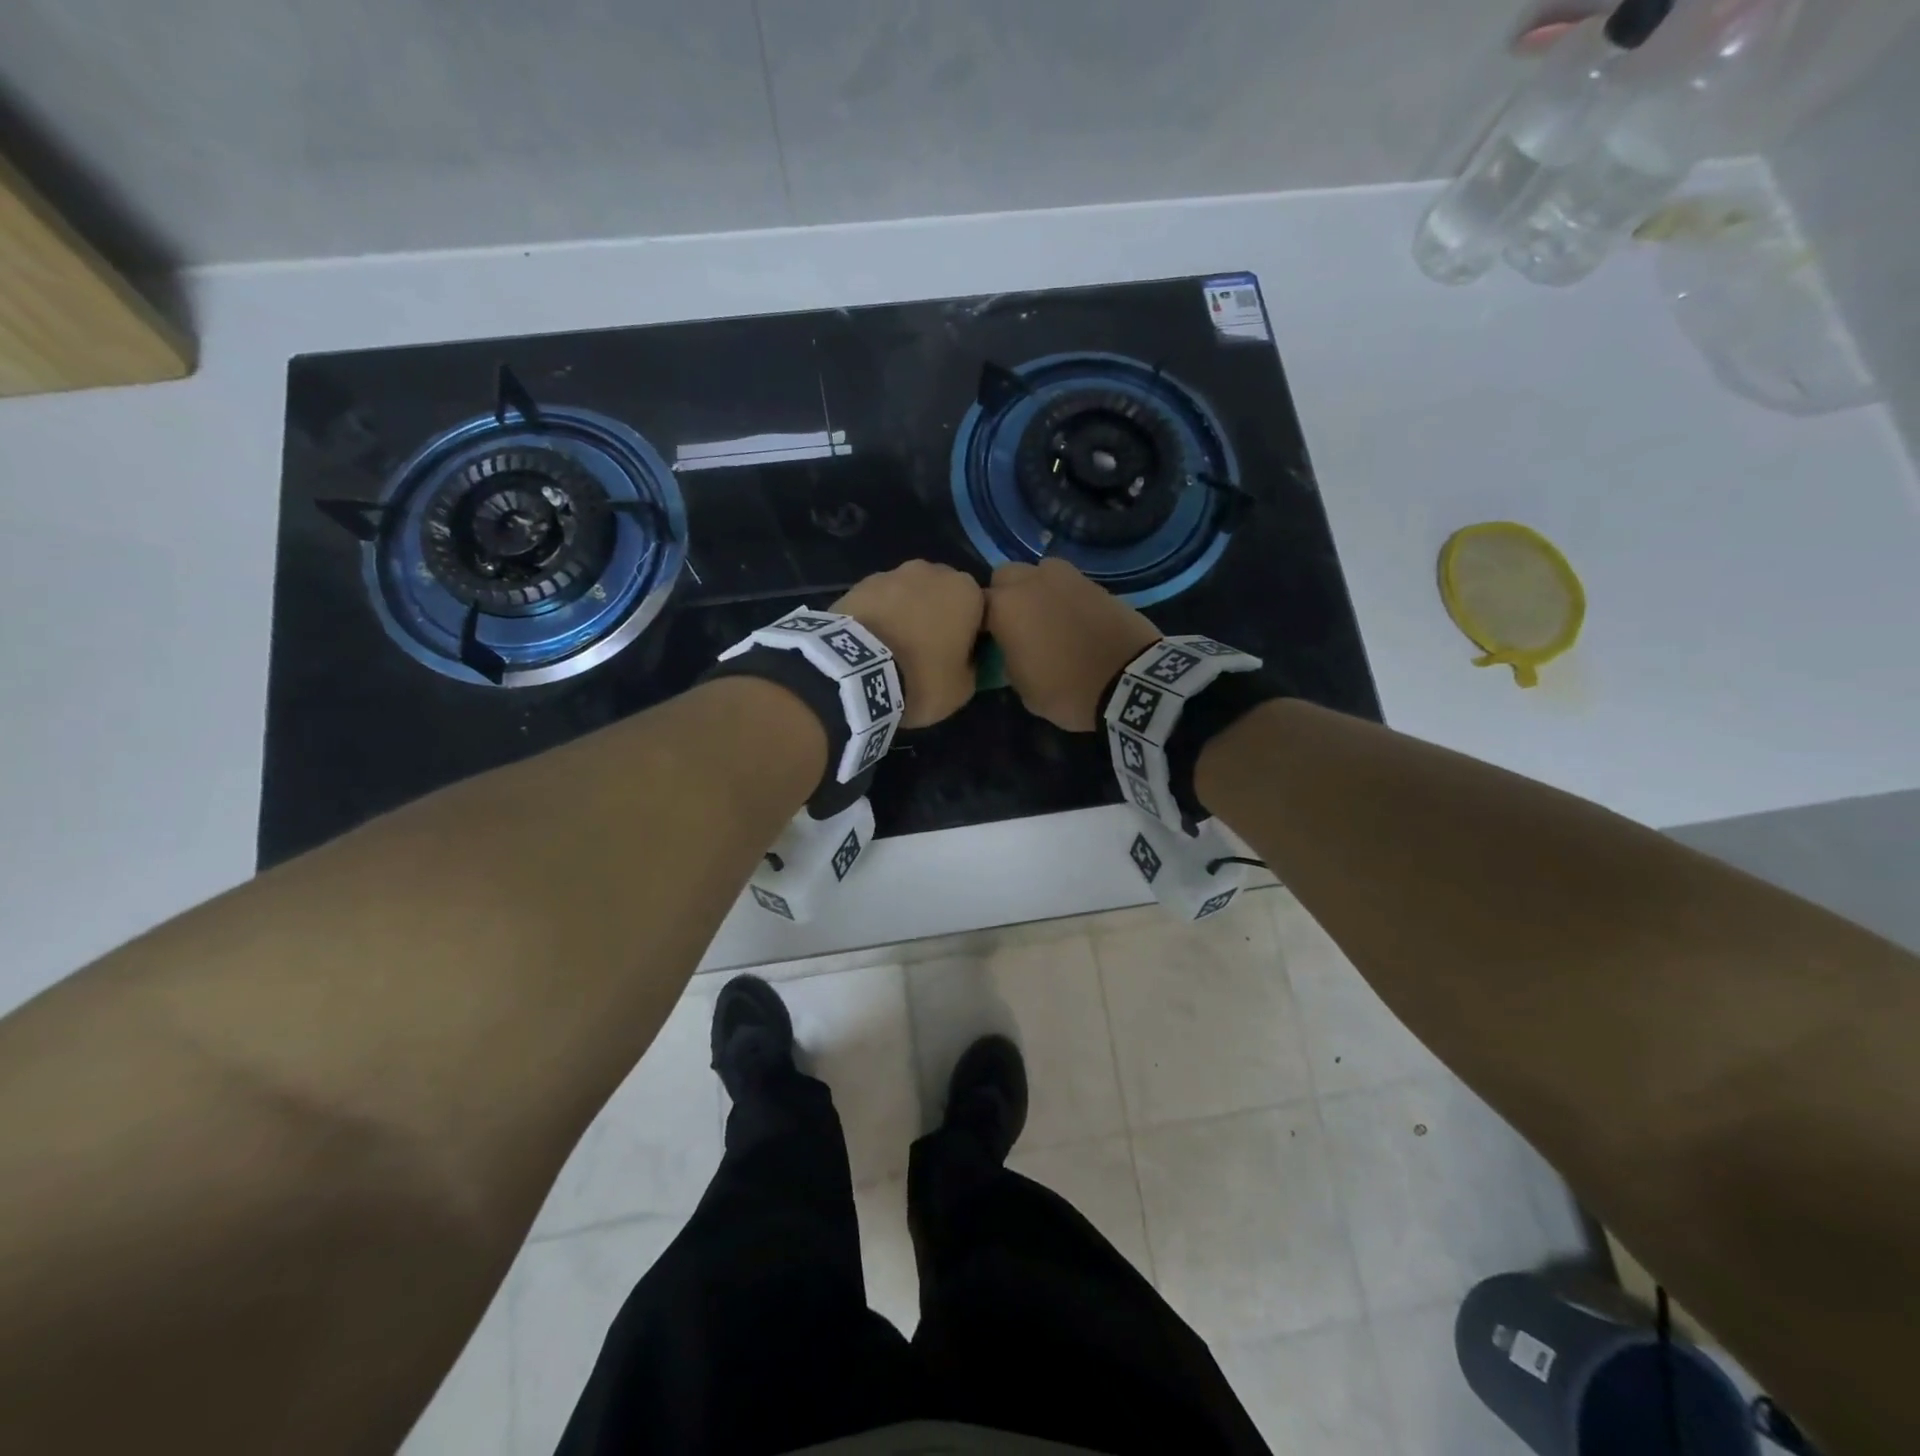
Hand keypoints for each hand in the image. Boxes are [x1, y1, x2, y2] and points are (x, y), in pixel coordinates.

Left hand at [834, 561, 984, 727]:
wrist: (858, 671)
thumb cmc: (922, 677)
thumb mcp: (963, 687)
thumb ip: (972, 664)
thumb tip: (966, 658)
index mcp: (967, 591)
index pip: (979, 609)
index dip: (970, 634)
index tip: (959, 656)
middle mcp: (933, 571)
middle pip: (942, 594)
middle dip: (937, 615)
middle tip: (926, 650)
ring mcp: (893, 573)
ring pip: (908, 594)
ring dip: (906, 613)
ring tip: (893, 647)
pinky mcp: (860, 583)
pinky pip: (880, 601)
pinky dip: (879, 616)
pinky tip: (871, 642)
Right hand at [986, 559, 1160, 731]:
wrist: (1133, 681)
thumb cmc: (1068, 690)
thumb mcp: (1024, 688)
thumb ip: (1008, 660)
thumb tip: (1011, 650)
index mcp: (1005, 606)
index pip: (975, 605)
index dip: (979, 624)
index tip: (987, 642)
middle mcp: (1031, 581)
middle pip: (1004, 577)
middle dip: (1005, 596)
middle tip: (1014, 626)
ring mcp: (1066, 577)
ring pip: (1037, 572)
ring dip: (1035, 589)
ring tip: (1045, 618)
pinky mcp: (1095, 582)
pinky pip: (1067, 583)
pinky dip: (1064, 596)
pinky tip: (1072, 620)